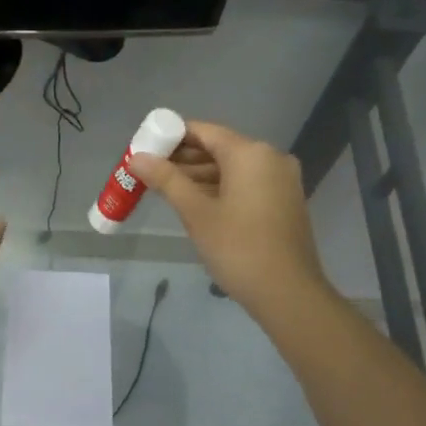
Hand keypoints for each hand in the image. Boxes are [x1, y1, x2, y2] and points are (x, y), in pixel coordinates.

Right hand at [130, 121, 330, 321]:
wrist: (288, 294)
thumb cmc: (238, 248)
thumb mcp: (196, 213)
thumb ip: (166, 180)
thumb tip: (137, 157)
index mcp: (250, 153)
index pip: (204, 131)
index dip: (172, 137)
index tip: (146, 149)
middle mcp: (271, 158)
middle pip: (219, 148)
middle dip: (184, 159)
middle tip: (150, 171)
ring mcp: (281, 180)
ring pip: (233, 168)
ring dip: (200, 176)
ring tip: (165, 188)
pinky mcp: (285, 201)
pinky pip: (247, 183)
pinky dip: (221, 188)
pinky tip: (195, 202)